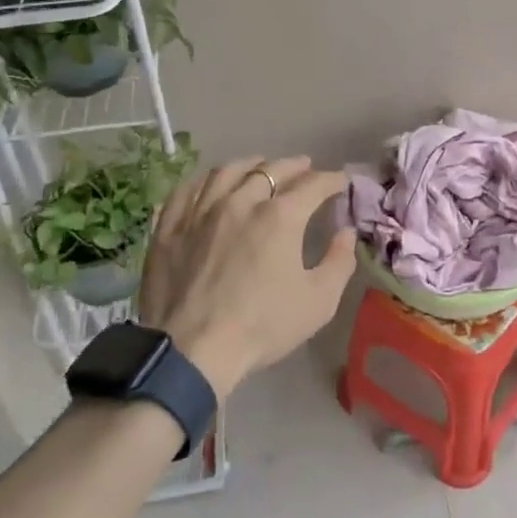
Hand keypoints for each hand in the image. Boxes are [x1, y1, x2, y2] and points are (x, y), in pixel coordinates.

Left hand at [140, 156, 354, 399]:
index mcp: (280, 217)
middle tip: (306, 167)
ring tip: (260, 166)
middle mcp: (240, 201)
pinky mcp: (170, 226)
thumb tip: (346, 232)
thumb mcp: (319, 302)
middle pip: (271, 169)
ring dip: (251, 165)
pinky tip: (212, 183)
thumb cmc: (262, 327)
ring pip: (227, 171)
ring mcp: (200, 211)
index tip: (342, 181)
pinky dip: (207, 180)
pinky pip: (189, 189)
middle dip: (294, 166)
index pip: (313, 184)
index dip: (332, 179)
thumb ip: (339, 262)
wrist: (191, 352)